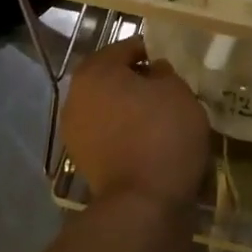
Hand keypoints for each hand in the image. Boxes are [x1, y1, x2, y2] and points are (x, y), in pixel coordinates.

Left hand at [61, 37, 209, 208]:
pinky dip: (123, 131)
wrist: (143, 203)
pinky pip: (107, 133)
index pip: (126, 48)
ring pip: (107, 106)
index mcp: (96, 70)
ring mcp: (74, 130)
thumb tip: (153, 71)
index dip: (151, 51)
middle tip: (166, 88)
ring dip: (128, 107)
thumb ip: (164, 72)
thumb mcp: (177, 90)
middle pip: (111, 77)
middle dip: (136, 79)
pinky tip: (147, 139)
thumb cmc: (162, 133)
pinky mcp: (82, 159)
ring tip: (158, 116)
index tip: (171, 64)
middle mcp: (76, 95)